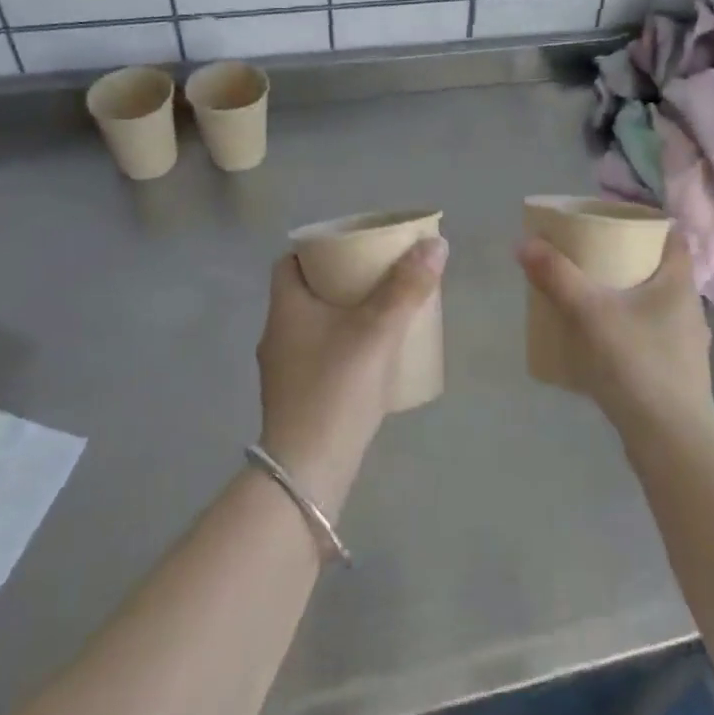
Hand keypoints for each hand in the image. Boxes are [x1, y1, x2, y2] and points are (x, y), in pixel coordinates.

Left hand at [255, 236, 446, 516]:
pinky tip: (372, 358)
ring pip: (314, 326)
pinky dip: (343, 346)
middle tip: (378, 275)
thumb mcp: (377, 330)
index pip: (289, 261)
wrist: (308, 470)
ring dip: (343, 315)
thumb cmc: (336, 387)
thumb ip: (407, 287)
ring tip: (382, 312)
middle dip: (340, 281)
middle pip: (306, 292)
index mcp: (286, 308)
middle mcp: (277, 334)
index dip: (317, 248)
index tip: (352, 246)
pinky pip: (320, 356)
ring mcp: (283, 370)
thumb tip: (436, 244)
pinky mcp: (296, 398)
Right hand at [516, 230, 713, 444]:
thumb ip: (558, 277)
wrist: (671, 442)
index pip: (673, 237)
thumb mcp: (591, 314)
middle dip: (626, 261)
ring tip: (589, 298)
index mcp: (680, 284)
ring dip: (626, 297)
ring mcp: (686, 345)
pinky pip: (649, 337)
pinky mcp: (676, 374)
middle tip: (589, 256)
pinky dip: (627, 330)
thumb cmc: (637, 364)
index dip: (647, 224)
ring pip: (654, 306)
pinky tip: (601, 343)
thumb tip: (525, 243)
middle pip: (659, 270)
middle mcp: (689, 309)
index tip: (613, 222)